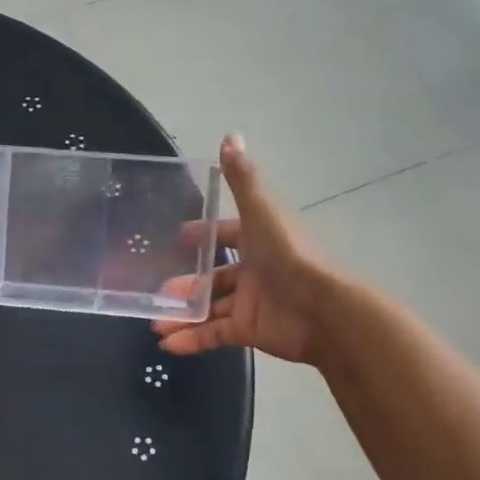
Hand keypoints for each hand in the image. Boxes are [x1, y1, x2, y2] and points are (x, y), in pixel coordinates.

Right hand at [154, 136, 331, 365]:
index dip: (203, 235)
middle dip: (184, 285)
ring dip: (182, 316)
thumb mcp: (262, 212)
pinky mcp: (251, 330)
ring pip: (210, 308)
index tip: (177, 238)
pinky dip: (193, 340)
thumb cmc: (290, 255)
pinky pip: (216, 334)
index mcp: (259, 240)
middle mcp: (255, 270)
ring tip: (155, 324)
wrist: (324, 310)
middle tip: (156, 294)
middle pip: (213, 277)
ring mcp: (253, 303)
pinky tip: (169, 344)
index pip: (228, 234)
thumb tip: (229, 135)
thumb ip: (243, 179)